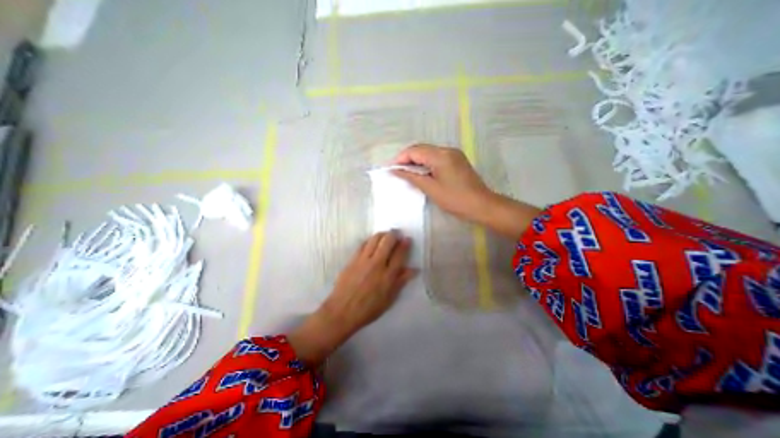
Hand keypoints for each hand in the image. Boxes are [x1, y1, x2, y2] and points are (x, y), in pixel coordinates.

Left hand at [322, 231, 417, 333]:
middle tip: (397, 234)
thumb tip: (414, 269)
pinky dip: (370, 240)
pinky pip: (363, 244)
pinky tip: (372, 241)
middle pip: (388, 241)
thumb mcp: (389, 299)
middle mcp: (377, 264)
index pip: (399, 254)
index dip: (405, 244)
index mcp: (388, 275)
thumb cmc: (369, 309)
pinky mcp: (353, 259)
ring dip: (382, 234)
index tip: (407, 239)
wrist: (342, 311)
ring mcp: (363, 260)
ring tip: (386, 235)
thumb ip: (401, 281)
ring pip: (375, 239)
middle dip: (394, 235)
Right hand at [391, 144, 542, 238]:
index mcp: (440, 155)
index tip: (391, 170)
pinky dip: (426, 163)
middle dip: (407, 159)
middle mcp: (447, 150)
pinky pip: (436, 157)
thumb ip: (412, 177)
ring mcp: (453, 154)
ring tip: (407, 174)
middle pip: (421, 149)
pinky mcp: (457, 160)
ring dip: (417, 161)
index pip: (415, 150)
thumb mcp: (431, 188)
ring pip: (429, 153)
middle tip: (398, 172)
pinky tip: (422, 173)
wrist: (481, 205)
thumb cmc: (455, 199)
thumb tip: (395, 171)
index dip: (401, 158)